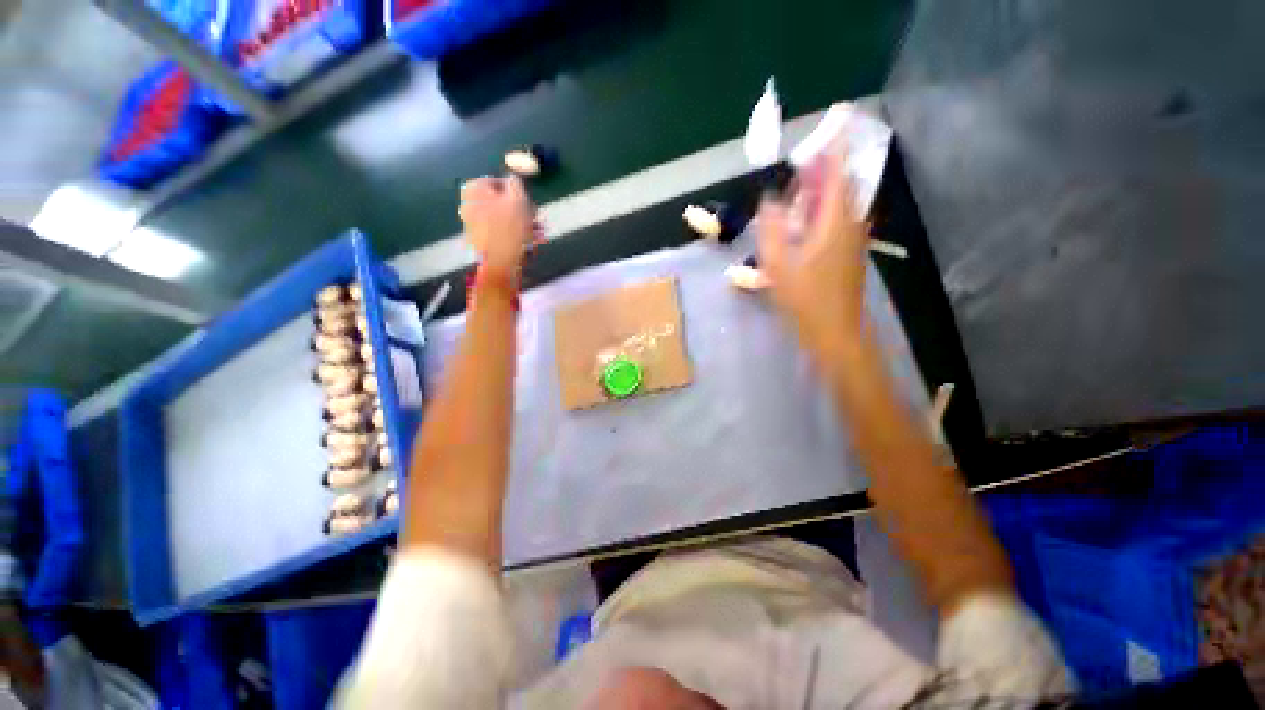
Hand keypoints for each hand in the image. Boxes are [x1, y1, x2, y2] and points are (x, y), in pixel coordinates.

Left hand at [459, 176, 535, 281]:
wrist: (500, 263)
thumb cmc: (510, 228)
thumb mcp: (518, 199)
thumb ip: (516, 183)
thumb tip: (513, 177)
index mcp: (473, 189)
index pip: (498, 182)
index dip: (517, 191)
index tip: (530, 202)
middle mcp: (468, 204)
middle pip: (500, 201)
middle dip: (521, 209)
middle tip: (536, 217)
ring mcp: (472, 224)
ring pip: (502, 218)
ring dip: (521, 223)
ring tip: (537, 232)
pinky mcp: (480, 240)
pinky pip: (499, 231)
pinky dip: (513, 234)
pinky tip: (529, 241)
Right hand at [757, 145, 868, 361]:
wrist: (834, 330)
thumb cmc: (805, 298)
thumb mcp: (777, 264)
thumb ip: (770, 228)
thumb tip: (769, 199)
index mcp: (835, 220)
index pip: (838, 171)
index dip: (836, 143)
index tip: (838, 115)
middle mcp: (851, 222)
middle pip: (840, 184)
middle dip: (822, 169)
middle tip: (799, 166)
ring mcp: (854, 236)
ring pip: (839, 202)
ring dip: (820, 192)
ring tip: (796, 194)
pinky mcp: (850, 250)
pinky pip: (837, 218)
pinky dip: (822, 211)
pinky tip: (802, 223)